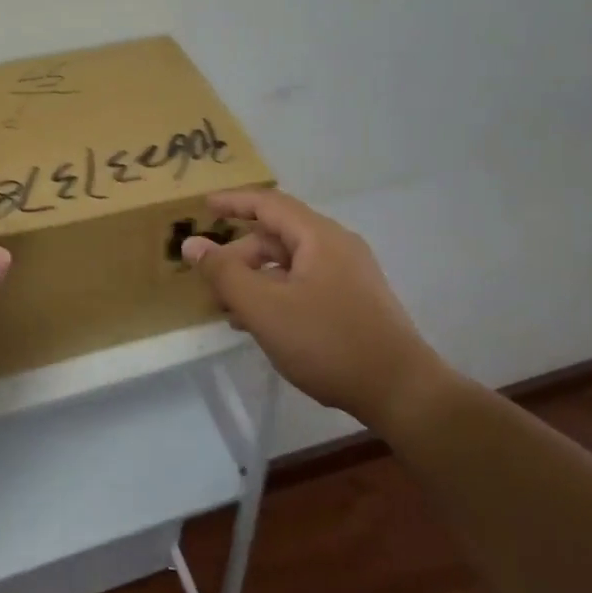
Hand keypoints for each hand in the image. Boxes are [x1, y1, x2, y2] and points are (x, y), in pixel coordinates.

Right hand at [182, 189, 450, 430]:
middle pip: (278, 237)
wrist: (399, 390)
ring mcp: (350, 275)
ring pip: (291, 264)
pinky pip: (305, 285)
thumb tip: (192, 243)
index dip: (233, 202)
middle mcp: (337, 247)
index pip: (268, 204)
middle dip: (239, 255)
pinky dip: (277, 295)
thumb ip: (224, 273)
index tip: (203, 206)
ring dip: (256, 279)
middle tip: (210, 282)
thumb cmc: (327, 341)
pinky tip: (261, 325)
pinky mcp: (355, 302)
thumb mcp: (264, 307)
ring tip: (229, 309)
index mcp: (318, 237)